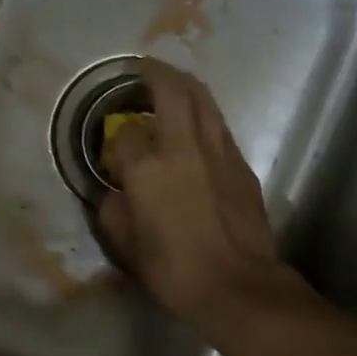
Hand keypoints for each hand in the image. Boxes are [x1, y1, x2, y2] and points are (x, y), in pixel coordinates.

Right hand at [97, 61, 301, 335]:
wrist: (238, 286)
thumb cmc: (176, 271)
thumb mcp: (128, 248)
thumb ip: (114, 211)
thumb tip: (114, 193)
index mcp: (148, 169)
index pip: (125, 135)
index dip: (116, 138)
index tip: (115, 149)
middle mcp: (184, 148)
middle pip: (173, 91)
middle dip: (156, 73)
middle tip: (144, 70)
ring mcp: (219, 152)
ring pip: (204, 101)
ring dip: (186, 86)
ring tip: (172, 85)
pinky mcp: (242, 165)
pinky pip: (220, 127)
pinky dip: (205, 117)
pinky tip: (198, 129)